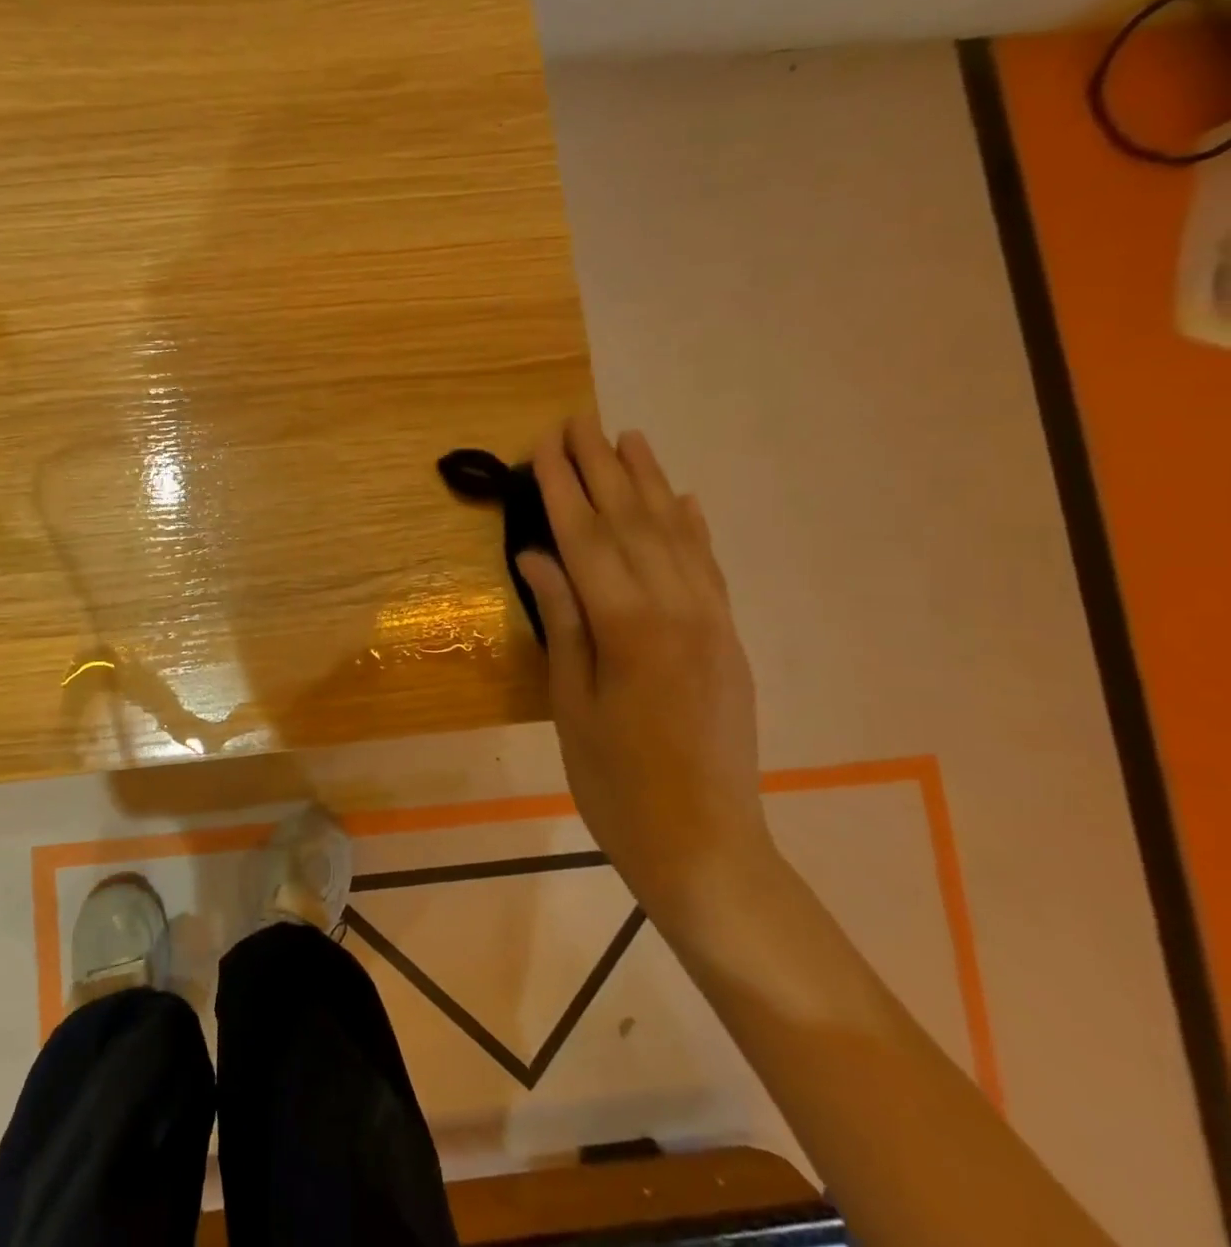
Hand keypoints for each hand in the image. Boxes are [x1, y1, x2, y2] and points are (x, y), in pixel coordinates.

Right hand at [517, 418, 769, 923]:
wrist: (706, 846)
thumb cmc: (617, 783)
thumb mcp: (571, 704)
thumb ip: (562, 621)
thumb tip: (538, 556)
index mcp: (629, 627)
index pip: (587, 539)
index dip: (563, 488)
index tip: (546, 445)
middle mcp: (677, 609)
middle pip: (633, 522)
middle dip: (603, 468)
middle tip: (580, 421)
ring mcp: (711, 621)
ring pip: (676, 534)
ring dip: (650, 482)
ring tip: (629, 438)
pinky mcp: (728, 638)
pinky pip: (710, 567)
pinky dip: (694, 528)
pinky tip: (684, 499)